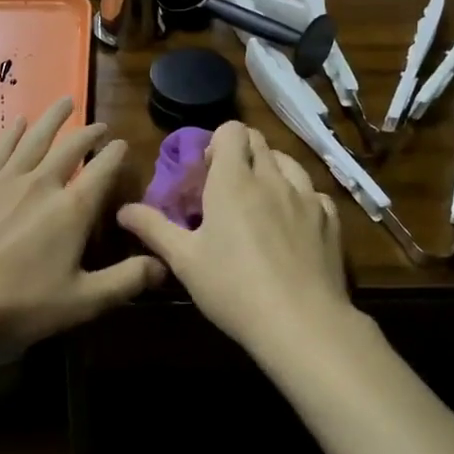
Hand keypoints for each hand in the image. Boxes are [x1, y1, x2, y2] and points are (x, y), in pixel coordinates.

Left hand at [0, 98, 163, 358]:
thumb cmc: (20, 305)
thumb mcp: (82, 302)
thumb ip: (125, 281)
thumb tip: (163, 266)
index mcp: (72, 209)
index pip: (103, 170)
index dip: (116, 155)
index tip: (124, 144)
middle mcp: (43, 184)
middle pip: (71, 148)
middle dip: (89, 134)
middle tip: (100, 126)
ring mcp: (7, 181)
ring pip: (36, 139)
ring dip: (53, 118)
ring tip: (65, 102)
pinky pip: (1, 149)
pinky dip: (13, 133)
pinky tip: (18, 123)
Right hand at [118, 122, 353, 354]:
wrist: (301, 323)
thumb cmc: (233, 288)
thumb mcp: (184, 261)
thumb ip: (153, 228)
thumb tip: (123, 209)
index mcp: (233, 181)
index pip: (231, 130)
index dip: (217, 142)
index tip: (207, 171)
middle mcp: (272, 179)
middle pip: (258, 141)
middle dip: (240, 153)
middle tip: (226, 188)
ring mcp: (306, 198)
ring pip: (288, 162)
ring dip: (271, 170)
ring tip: (260, 201)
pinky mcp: (330, 221)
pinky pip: (313, 193)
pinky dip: (299, 198)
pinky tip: (292, 223)